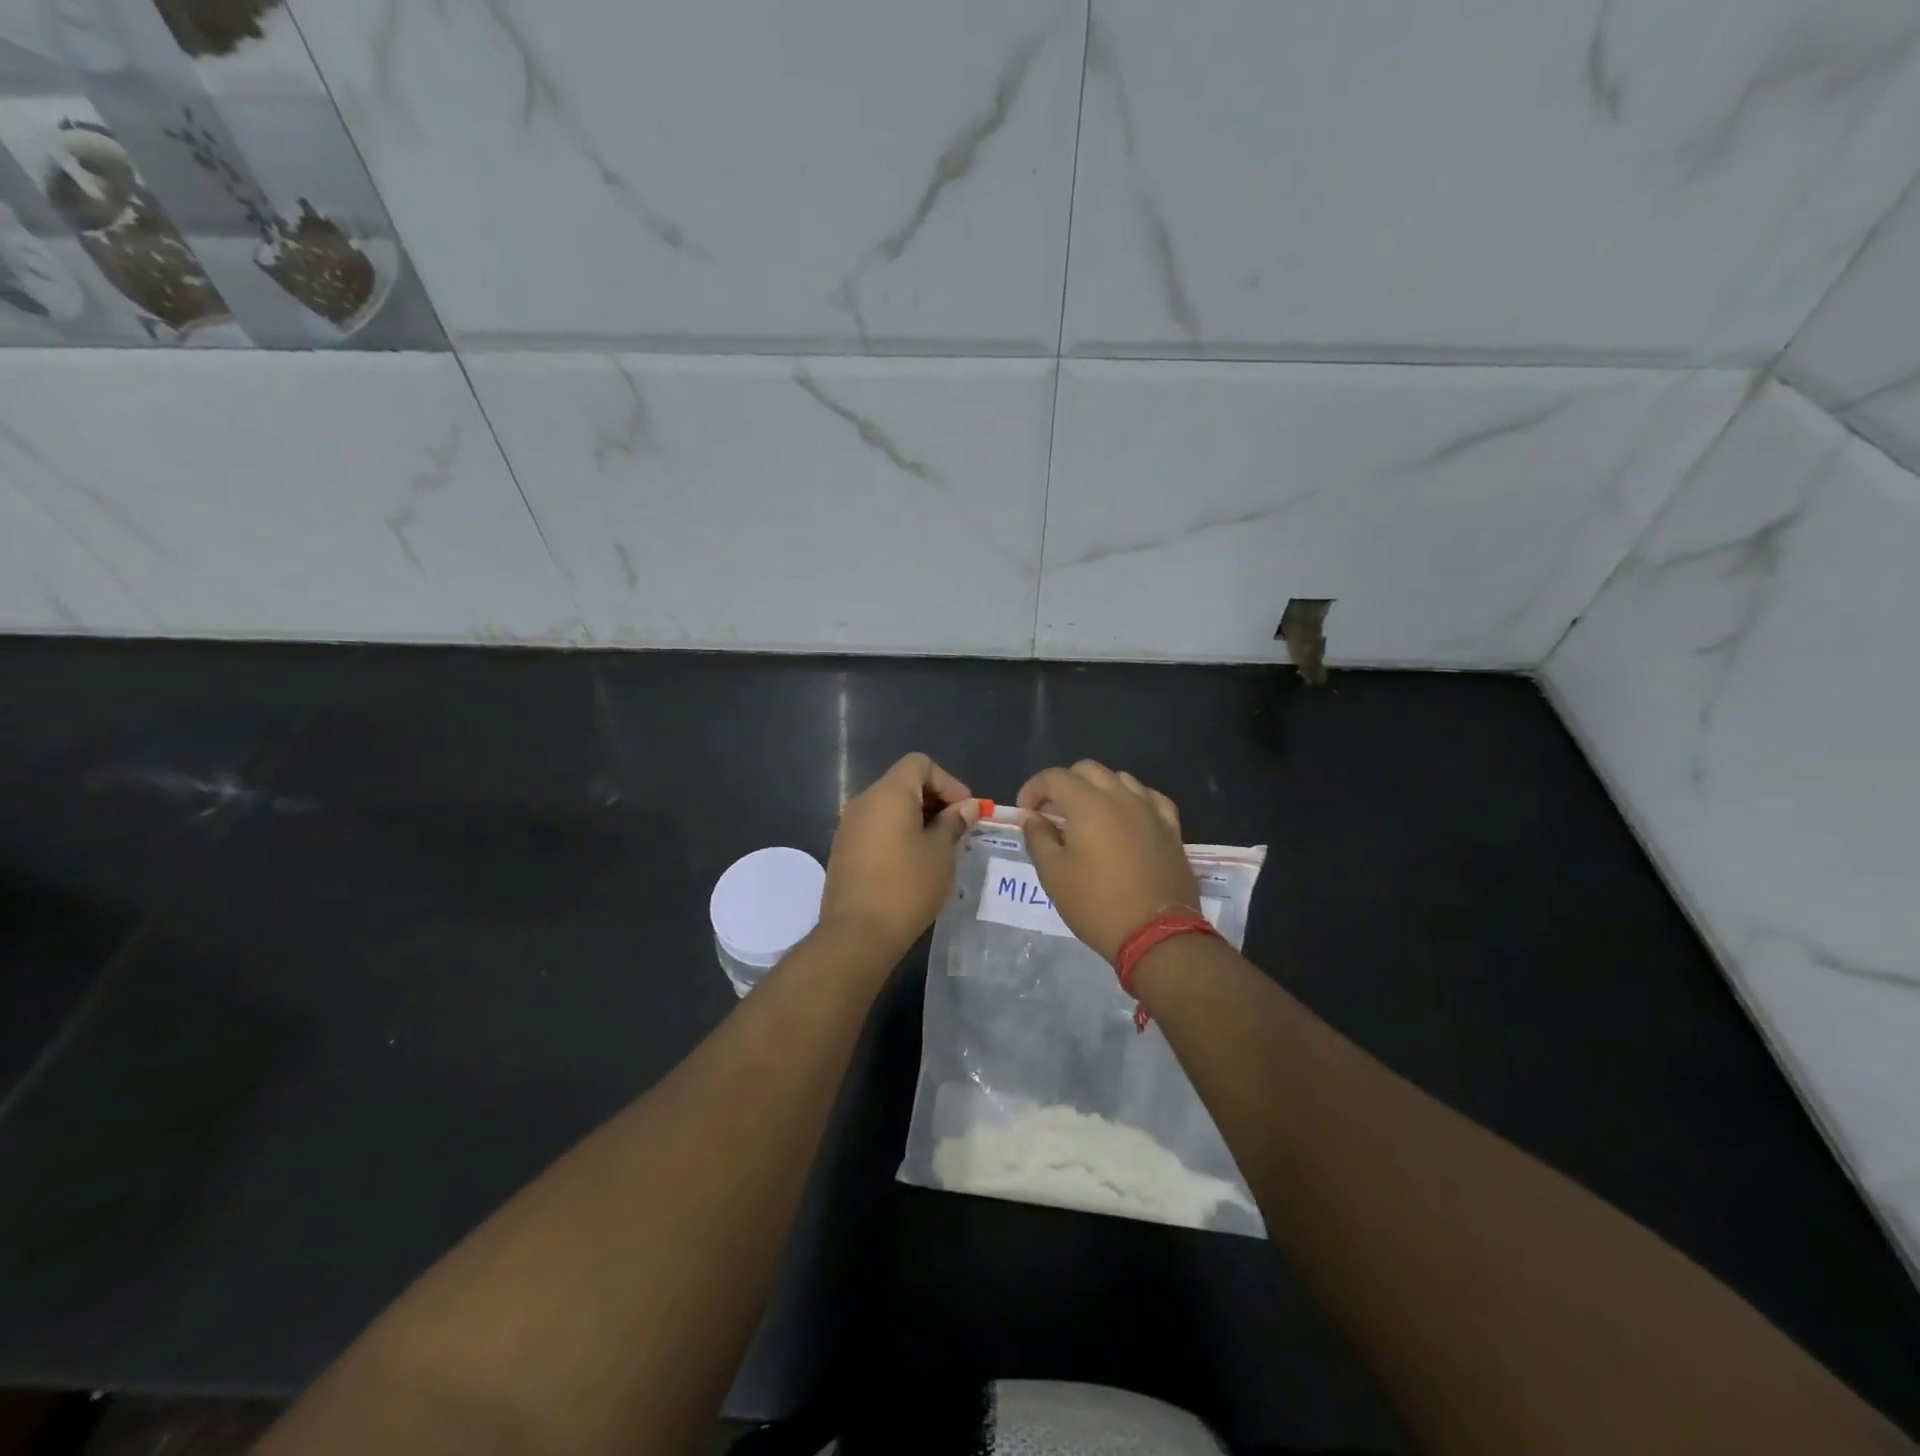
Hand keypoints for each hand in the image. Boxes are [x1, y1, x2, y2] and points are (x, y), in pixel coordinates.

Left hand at [820, 753, 978, 959]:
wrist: (858, 934)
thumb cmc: (907, 886)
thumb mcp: (941, 852)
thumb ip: (955, 822)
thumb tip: (969, 806)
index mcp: (888, 793)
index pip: (919, 764)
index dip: (947, 782)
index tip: (965, 811)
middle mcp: (863, 801)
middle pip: (903, 783)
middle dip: (934, 800)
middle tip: (958, 830)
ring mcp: (848, 826)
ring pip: (889, 807)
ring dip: (916, 818)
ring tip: (939, 847)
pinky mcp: (843, 849)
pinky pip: (875, 827)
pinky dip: (897, 833)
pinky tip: (913, 861)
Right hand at [1017, 761, 1198, 961]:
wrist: (1156, 934)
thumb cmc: (1096, 904)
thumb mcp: (1053, 874)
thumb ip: (1038, 838)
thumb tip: (1031, 817)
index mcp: (1088, 804)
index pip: (1054, 777)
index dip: (1033, 789)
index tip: (1025, 812)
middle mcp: (1121, 797)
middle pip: (1088, 771)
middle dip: (1064, 784)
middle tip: (1052, 813)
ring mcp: (1150, 810)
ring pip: (1120, 779)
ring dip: (1098, 789)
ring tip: (1088, 817)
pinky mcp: (1171, 828)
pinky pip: (1150, 798)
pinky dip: (1131, 800)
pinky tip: (1126, 818)